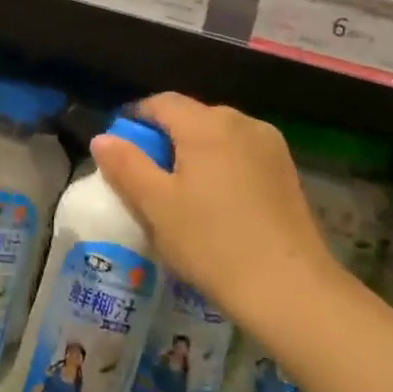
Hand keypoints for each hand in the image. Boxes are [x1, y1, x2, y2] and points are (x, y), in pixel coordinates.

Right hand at [90, 92, 341, 327]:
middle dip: (164, 138)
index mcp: (206, 124)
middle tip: (146, 178)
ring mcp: (270, 145)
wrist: (290, 288)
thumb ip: (125, 165)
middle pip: (191, 117)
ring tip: (181, 194)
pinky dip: (221, 166)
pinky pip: (241, 154)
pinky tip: (216, 203)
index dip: (134, 120)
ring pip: (218, 136)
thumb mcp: (156, 205)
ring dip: (194, 153)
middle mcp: (241, 122)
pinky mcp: (287, 171)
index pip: (160, 103)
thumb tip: (102, 138)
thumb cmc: (212, 243)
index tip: (119, 149)